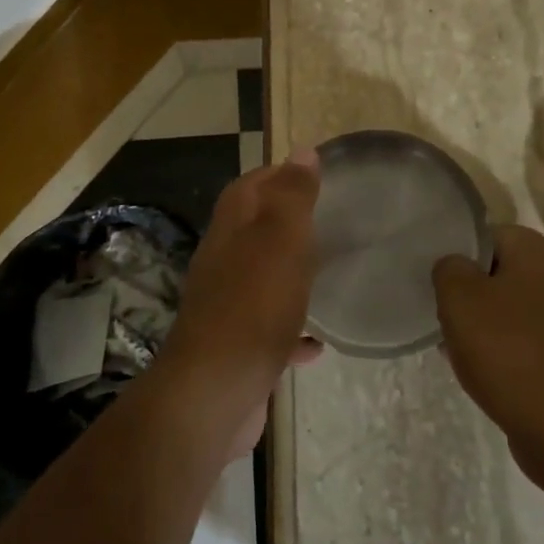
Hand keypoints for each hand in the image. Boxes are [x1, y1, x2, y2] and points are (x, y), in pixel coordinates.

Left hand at [158, 151, 323, 458]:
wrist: (214, 392)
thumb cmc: (253, 305)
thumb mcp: (280, 239)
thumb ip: (292, 196)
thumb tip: (302, 152)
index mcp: (231, 230)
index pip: (250, 186)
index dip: (278, 174)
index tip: (313, 171)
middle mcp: (224, 263)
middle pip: (253, 230)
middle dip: (286, 221)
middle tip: (328, 220)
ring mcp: (228, 307)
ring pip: (262, 278)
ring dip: (289, 273)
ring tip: (327, 272)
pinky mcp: (238, 348)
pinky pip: (271, 331)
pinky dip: (293, 330)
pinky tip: (318, 343)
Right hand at [433, 225, 543, 475]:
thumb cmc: (508, 349)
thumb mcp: (458, 297)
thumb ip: (448, 268)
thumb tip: (455, 267)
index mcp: (542, 250)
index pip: (489, 235)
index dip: (459, 257)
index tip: (439, 284)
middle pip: (501, 271)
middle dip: (471, 293)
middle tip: (447, 316)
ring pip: (513, 306)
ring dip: (486, 323)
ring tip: (459, 346)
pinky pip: (527, 336)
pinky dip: (506, 347)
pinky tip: (484, 369)